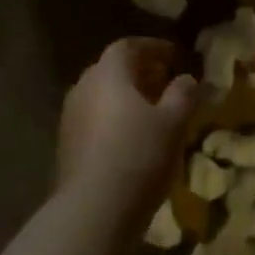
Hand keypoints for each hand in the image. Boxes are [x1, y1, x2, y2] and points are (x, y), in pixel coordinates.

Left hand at [58, 38, 199, 214]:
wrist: (94, 209)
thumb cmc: (139, 154)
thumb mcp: (174, 122)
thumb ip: (183, 94)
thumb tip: (187, 79)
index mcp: (108, 73)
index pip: (128, 46)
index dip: (153, 47)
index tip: (174, 56)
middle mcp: (83, 87)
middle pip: (112, 69)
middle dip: (140, 72)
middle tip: (166, 82)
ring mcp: (70, 117)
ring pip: (102, 96)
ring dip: (126, 97)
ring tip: (153, 112)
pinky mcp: (67, 145)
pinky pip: (94, 119)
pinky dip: (114, 119)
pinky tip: (132, 138)